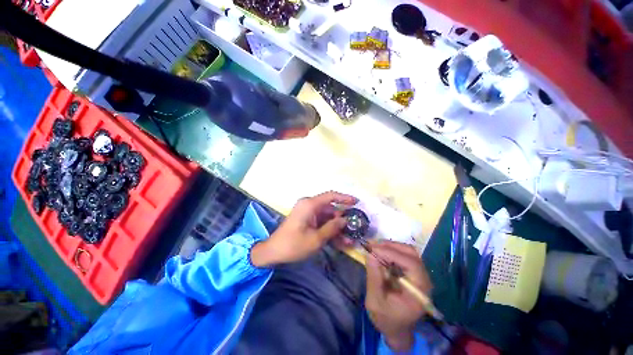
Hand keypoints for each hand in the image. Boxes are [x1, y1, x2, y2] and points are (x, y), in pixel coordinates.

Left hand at [250, 191, 356, 266]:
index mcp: (310, 204)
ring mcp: (308, 213)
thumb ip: (332, 228)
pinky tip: (339, 241)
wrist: (273, 252)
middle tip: (354, 229)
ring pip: (327, 218)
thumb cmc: (293, 244)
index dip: (344, 198)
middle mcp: (309, 206)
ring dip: (337, 228)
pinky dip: (329, 230)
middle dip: (342, 220)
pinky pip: (321, 223)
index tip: (356, 202)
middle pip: (330, 209)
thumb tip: (345, 220)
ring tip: (349, 240)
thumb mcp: (316, 238)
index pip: (331, 196)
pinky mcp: (307, 221)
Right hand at [365, 241, 431, 351]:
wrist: (396, 329)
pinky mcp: (412, 272)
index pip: (410, 264)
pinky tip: (380, 252)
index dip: (391, 253)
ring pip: (408, 251)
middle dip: (390, 246)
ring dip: (390, 246)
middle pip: (411, 254)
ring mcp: (419, 275)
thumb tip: (370, 253)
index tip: (372, 249)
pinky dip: (391, 250)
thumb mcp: (375, 302)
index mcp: (419, 291)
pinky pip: (403, 255)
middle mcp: (423, 280)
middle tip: (372, 245)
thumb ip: (374, 278)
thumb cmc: (387, 319)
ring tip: (374, 247)